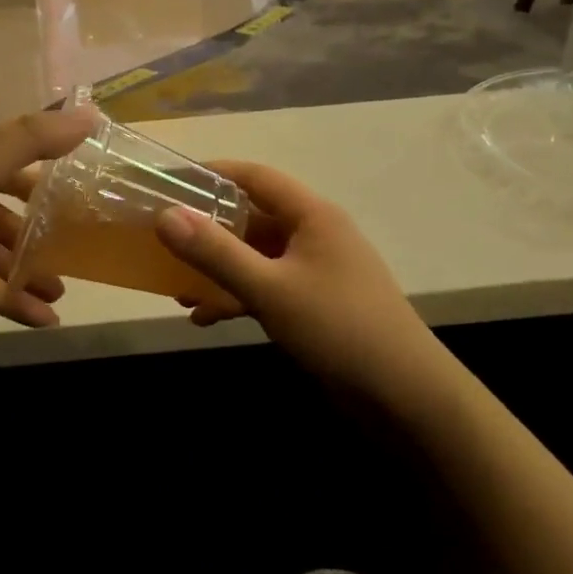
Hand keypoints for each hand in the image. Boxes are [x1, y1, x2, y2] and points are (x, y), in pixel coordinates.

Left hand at [0, 108, 97, 326]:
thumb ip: (30, 142)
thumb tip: (92, 118)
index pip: (12, 168)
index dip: (45, 186)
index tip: (83, 205)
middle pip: (3, 215)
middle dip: (38, 238)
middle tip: (77, 260)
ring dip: (24, 274)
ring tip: (62, 296)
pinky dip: (3, 299)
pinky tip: (39, 319)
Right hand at [154, 161, 433, 385]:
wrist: (408, 399)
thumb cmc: (339, 329)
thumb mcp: (270, 289)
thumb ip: (216, 252)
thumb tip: (164, 215)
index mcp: (312, 215)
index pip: (255, 177)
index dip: (212, 174)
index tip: (170, 183)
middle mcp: (314, 235)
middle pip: (252, 218)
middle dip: (208, 230)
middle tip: (164, 239)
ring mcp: (316, 272)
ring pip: (256, 257)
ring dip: (218, 270)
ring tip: (177, 288)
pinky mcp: (316, 305)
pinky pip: (267, 288)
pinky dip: (237, 297)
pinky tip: (205, 318)